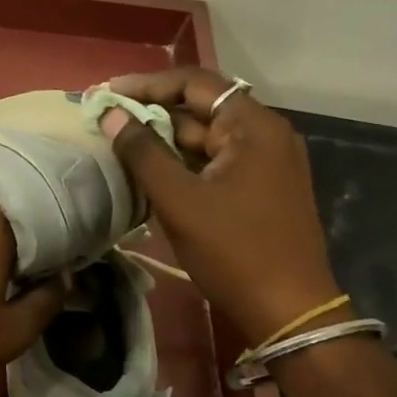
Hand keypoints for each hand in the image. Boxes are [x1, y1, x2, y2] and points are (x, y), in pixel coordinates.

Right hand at [101, 67, 342, 345]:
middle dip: (152, 112)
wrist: (289, 312)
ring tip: (120, 143)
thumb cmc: (234, 251)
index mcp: (254, 126)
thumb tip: (110, 115)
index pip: (195, 84)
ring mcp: (266, 161)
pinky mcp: (261, 186)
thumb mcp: (180, 201)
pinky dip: (183, 161)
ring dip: (165, 139)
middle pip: (201, 108)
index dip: (147, 85)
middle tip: (107, 119)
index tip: (107, 94)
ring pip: (206, 137)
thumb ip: (142, 152)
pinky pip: (215, 160)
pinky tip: (151, 170)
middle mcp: (265, 134)